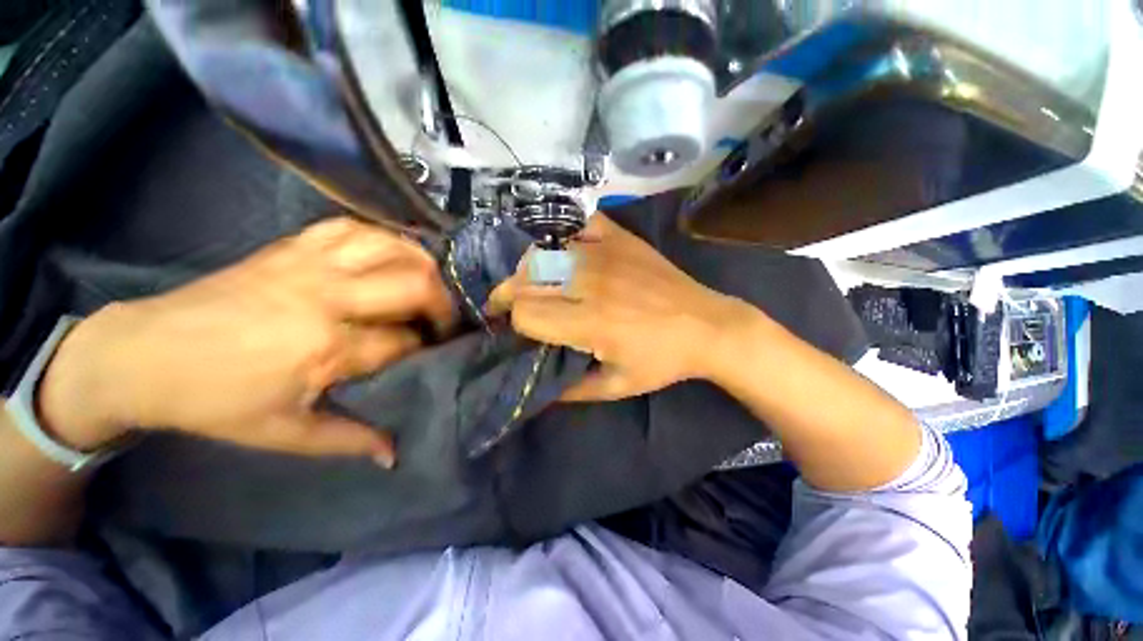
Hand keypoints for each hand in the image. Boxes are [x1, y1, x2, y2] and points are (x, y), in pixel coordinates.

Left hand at [37, 217, 455, 466]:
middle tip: (442, 320)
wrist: (144, 354)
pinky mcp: (290, 247)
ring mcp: (309, 265)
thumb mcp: (282, 434)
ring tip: (428, 284)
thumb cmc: (214, 401)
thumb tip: (394, 453)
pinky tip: (389, 255)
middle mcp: (327, 297)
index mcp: (325, 347)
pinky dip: (382, 239)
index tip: (436, 352)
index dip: (428, 347)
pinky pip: (352, 228)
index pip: (404, 341)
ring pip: (391, 248)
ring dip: (421, 265)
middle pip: (414, 285)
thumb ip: (348, 440)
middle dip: (442, 304)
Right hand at [488, 214, 750, 401]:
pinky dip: (564, 236)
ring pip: (544, 251)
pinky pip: (579, 225)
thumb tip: (538, 388)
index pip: (526, 312)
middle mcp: (590, 282)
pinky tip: (565, 252)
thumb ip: (573, 389)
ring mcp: (605, 253)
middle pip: (526, 280)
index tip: (520, 330)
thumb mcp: (618, 386)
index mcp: (589, 322)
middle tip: (509, 306)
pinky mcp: (621, 238)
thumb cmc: (663, 360)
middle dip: (509, 295)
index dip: (516, 324)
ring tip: (533, 282)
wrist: (707, 325)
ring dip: (529, 269)